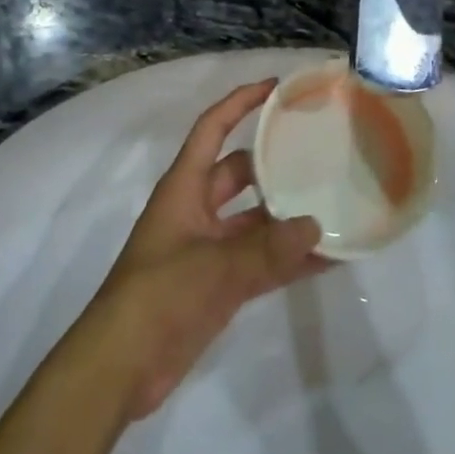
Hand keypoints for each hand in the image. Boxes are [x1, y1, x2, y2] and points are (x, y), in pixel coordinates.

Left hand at [81, 81, 323, 419]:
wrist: (121, 366)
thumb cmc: (158, 296)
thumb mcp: (214, 267)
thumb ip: (267, 250)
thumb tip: (316, 228)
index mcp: (184, 187)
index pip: (212, 128)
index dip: (240, 103)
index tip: (275, 87)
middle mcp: (196, 208)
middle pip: (240, 171)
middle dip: (273, 161)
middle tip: (318, 151)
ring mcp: (208, 247)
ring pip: (254, 218)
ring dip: (286, 215)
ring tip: (332, 203)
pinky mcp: (217, 283)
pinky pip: (259, 259)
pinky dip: (286, 258)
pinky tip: (325, 259)